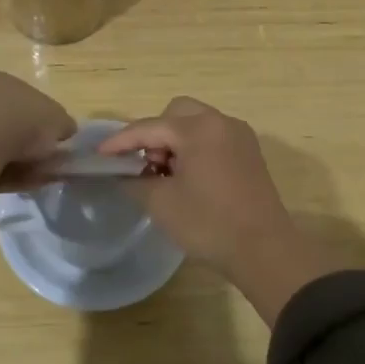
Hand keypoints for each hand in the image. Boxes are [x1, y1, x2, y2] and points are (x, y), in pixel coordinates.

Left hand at [0, 71, 74, 223]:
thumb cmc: (21, 120)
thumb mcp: (57, 120)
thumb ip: (62, 125)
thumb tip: (64, 131)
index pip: (22, 98)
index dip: (39, 121)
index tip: (51, 141)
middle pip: (4, 121)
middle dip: (24, 142)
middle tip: (42, 162)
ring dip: (13, 160)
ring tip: (32, 178)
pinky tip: (14, 184)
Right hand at [100, 98, 331, 324]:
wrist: (264, 249)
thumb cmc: (208, 223)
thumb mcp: (161, 203)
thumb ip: (134, 181)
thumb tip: (124, 174)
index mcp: (198, 128)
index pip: (149, 127)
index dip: (121, 141)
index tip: (100, 154)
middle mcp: (221, 122)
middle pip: (176, 114)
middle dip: (154, 135)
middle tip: (146, 166)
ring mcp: (239, 136)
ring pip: (197, 124)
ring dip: (176, 141)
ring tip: (166, 175)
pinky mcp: (249, 153)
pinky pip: (214, 137)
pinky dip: (196, 148)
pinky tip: (189, 178)